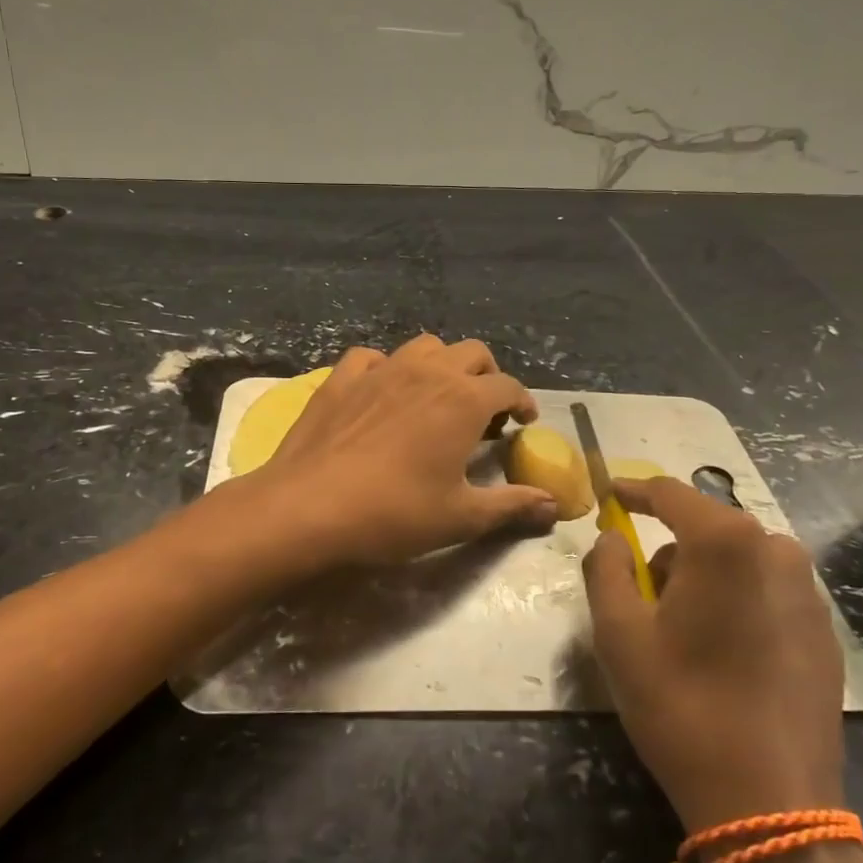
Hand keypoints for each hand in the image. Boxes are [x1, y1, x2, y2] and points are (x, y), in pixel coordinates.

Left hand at [246, 335, 557, 569]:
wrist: (309, 507)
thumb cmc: (394, 513)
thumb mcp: (461, 517)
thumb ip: (512, 506)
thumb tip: (554, 505)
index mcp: (463, 400)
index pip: (508, 386)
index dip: (523, 402)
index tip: (523, 422)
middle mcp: (427, 372)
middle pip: (472, 353)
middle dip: (487, 376)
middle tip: (484, 411)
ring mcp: (381, 369)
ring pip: (424, 346)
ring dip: (440, 364)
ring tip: (436, 397)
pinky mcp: (342, 377)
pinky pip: (372, 357)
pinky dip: (386, 368)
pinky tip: (382, 391)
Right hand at [582, 477, 843, 831]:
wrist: (771, 803)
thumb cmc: (682, 705)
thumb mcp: (618, 634)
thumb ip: (606, 567)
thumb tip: (614, 537)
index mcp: (726, 542)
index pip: (670, 493)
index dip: (633, 492)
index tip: (609, 497)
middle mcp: (777, 551)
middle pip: (706, 528)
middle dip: (668, 549)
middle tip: (641, 595)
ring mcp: (810, 592)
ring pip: (738, 560)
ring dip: (703, 577)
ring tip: (681, 631)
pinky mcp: (825, 632)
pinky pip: (766, 592)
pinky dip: (736, 601)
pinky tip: (723, 652)